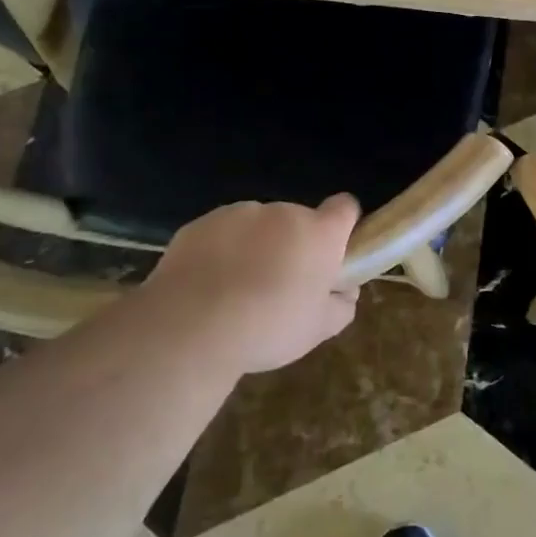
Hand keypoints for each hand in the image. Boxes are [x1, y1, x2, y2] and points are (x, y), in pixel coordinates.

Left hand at [134, 195, 361, 375]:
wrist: (189, 329)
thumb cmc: (267, 327)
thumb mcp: (319, 329)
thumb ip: (342, 305)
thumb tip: (345, 290)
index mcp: (318, 233)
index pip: (345, 207)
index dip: (342, 227)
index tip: (332, 254)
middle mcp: (283, 212)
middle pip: (298, 220)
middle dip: (294, 245)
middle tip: (281, 285)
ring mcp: (239, 214)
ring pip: (258, 226)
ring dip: (257, 246)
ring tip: (238, 289)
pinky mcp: (201, 224)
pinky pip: (222, 233)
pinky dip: (222, 251)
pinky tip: (208, 286)